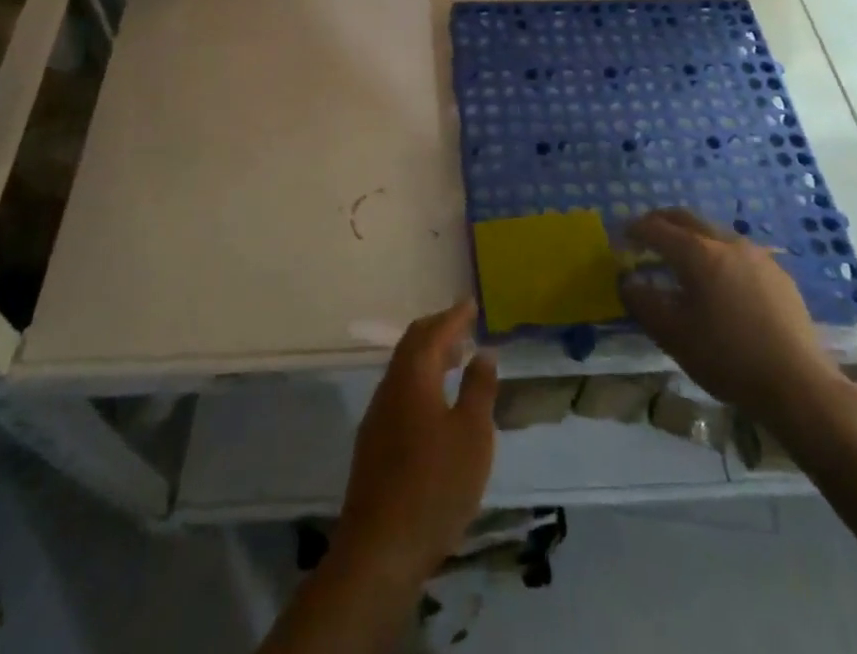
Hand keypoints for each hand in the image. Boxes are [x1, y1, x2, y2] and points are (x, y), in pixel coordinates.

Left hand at [336, 301, 497, 583]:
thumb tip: (483, 353)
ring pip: (404, 370)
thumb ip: (479, 389)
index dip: (454, 317)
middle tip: (463, 328)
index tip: (470, 305)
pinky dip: (421, 382)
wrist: (379, 550)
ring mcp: (378, 416)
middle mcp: (390, 387)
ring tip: (455, 361)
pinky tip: (435, 404)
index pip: (432, 332)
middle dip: (437, 331)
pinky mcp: (374, 444)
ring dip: (428, 358)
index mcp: (413, 376)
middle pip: (412, 345)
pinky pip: (400, 392)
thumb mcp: (472, 436)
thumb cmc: (434, 486)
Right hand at [619, 208, 851, 432]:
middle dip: (661, 222)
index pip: (656, 228)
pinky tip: (718, 280)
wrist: (799, 385)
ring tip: (680, 258)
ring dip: (690, 236)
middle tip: (645, 235)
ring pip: (713, 231)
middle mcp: (726, 242)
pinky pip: (737, 250)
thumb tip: (627, 282)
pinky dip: (716, 253)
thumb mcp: (674, 335)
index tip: (621, 237)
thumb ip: (644, 303)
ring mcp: (756, 255)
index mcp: (697, 253)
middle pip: (686, 218)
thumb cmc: (728, 358)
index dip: (635, 229)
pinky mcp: (777, 273)